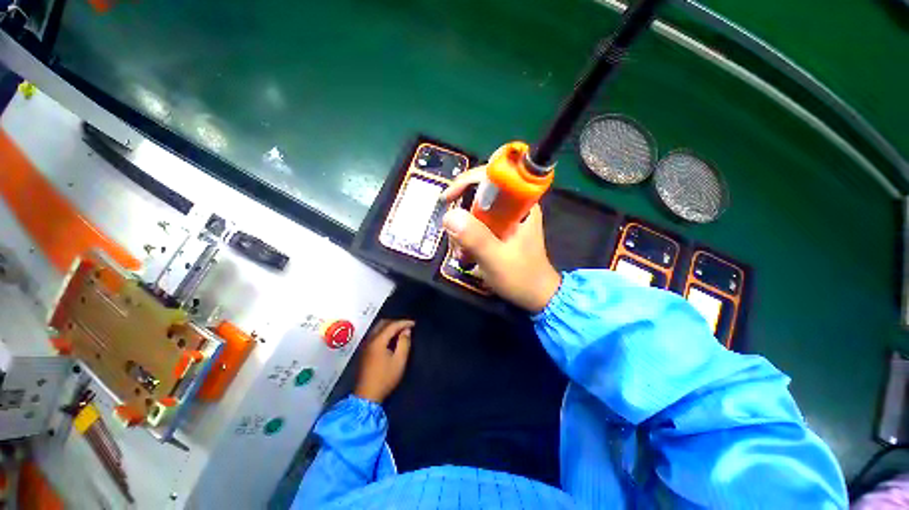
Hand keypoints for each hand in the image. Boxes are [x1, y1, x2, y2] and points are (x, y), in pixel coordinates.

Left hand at [354, 319, 414, 403]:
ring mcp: (365, 345)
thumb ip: (404, 343)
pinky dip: (384, 332)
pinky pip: (375, 334)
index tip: (414, 324)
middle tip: (407, 326)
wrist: (367, 395)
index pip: (392, 325)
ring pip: (378, 328)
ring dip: (390, 327)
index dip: (404, 322)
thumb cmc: (385, 378)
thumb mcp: (399, 361)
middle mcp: (370, 340)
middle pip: (383, 323)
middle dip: (396, 322)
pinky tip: (391, 339)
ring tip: (401, 331)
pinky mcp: (365, 351)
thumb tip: (406, 330)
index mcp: (378, 341)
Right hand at [441, 167, 560, 312]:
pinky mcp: (501, 229)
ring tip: (461, 254)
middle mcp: (514, 206)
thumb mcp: (496, 259)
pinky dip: (467, 237)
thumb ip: (475, 237)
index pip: (491, 177)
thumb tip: (449, 215)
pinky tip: (466, 254)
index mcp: (520, 204)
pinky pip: (477, 224)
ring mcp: (507, 218)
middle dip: (461, 216)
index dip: (466, 182)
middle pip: (478, 195)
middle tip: (455, 241)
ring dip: (462, 231)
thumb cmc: (521, 277)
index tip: (448, 199)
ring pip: (474, 211)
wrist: (536, 295)